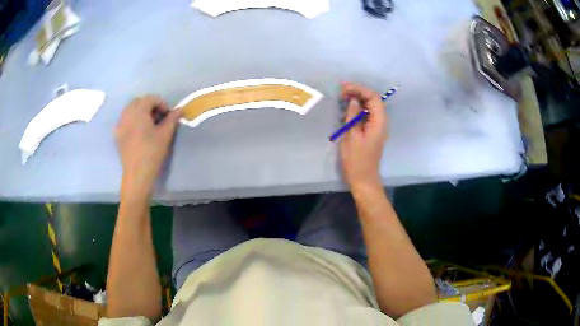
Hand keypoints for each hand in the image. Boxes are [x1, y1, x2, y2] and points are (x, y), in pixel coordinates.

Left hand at [115, 95, 182, 196]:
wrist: (137, 174)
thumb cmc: (152, 152)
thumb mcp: (165, 134)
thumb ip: (172, 118)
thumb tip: (180, 109)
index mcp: (138, 111)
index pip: (150, 98)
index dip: (161, 103)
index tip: (168, 115)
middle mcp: (127, 114)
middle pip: (139, 102)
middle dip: (150, 106)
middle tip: (159, 118)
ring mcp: (120, 125)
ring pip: (130, 110)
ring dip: (140, 112)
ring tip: (149, 124)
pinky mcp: (118, 135)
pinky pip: (124, 121)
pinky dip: (132, 121)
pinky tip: (138, 131)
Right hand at [339, 83, 387, 191]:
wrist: (363, 180)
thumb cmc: (357, 161)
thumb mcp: (352, 137)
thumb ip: (353, 116)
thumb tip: (353, 100)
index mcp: (379, 122)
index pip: (373, 97)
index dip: (359, 89)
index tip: (344, 88)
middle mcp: (381, 122)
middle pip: (373, 100)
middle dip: (358, 92)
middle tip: (341, 91)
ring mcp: (377, 127)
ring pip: (369, 106)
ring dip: (357, 99)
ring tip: (342, 97)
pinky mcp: (371, 131)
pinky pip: (366, 115)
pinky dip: (357, 109)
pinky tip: (346, 109)